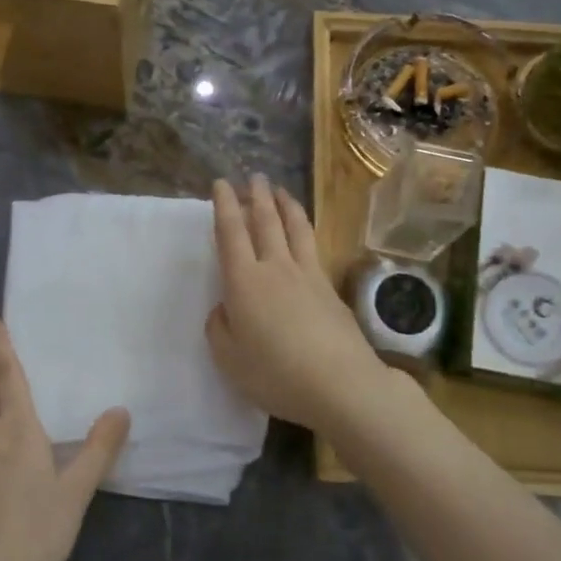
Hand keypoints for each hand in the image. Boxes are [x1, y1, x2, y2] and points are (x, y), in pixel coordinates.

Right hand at [206, 176, 413, 435]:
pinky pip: (312, 246)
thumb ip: (220, 328)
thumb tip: (226, 308)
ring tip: (280, 190)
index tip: (221, 184)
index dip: (224, 206)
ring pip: (294, 228)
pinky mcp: (330, 288)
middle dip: (257, 196)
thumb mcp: (229, 359)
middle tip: (253, 177)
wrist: (340, 383)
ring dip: (285, 204)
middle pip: (266, 221)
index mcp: (244, 281)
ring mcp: (307, 275)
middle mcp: (275, 268)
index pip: (231, 233)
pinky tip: (304, 232)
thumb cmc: (275, 373)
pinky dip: (304, 228)